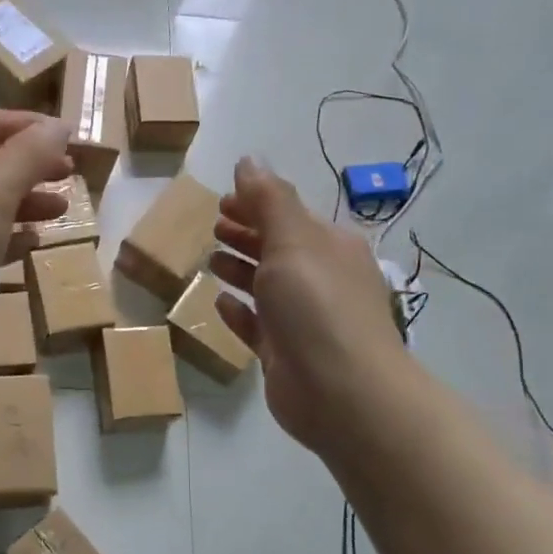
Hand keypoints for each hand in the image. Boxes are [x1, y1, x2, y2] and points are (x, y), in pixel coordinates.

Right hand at [209, 157, 408, 454]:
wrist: (341, 392)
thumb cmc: (317, 307)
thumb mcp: (292, 242)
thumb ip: (268, 200)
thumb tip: (248, 160)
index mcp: (330, 246)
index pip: (290, 214)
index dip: (257, 202)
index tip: (222, 199)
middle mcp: (320, 279)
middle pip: (278, 248)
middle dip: (247, 234)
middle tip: (213, 226)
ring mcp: (303, 319)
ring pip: (267, 286)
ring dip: (241, 270)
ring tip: (211, 260)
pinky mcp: (285, 354)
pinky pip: (258, 326)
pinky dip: (241, 312)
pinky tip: (221, 303)